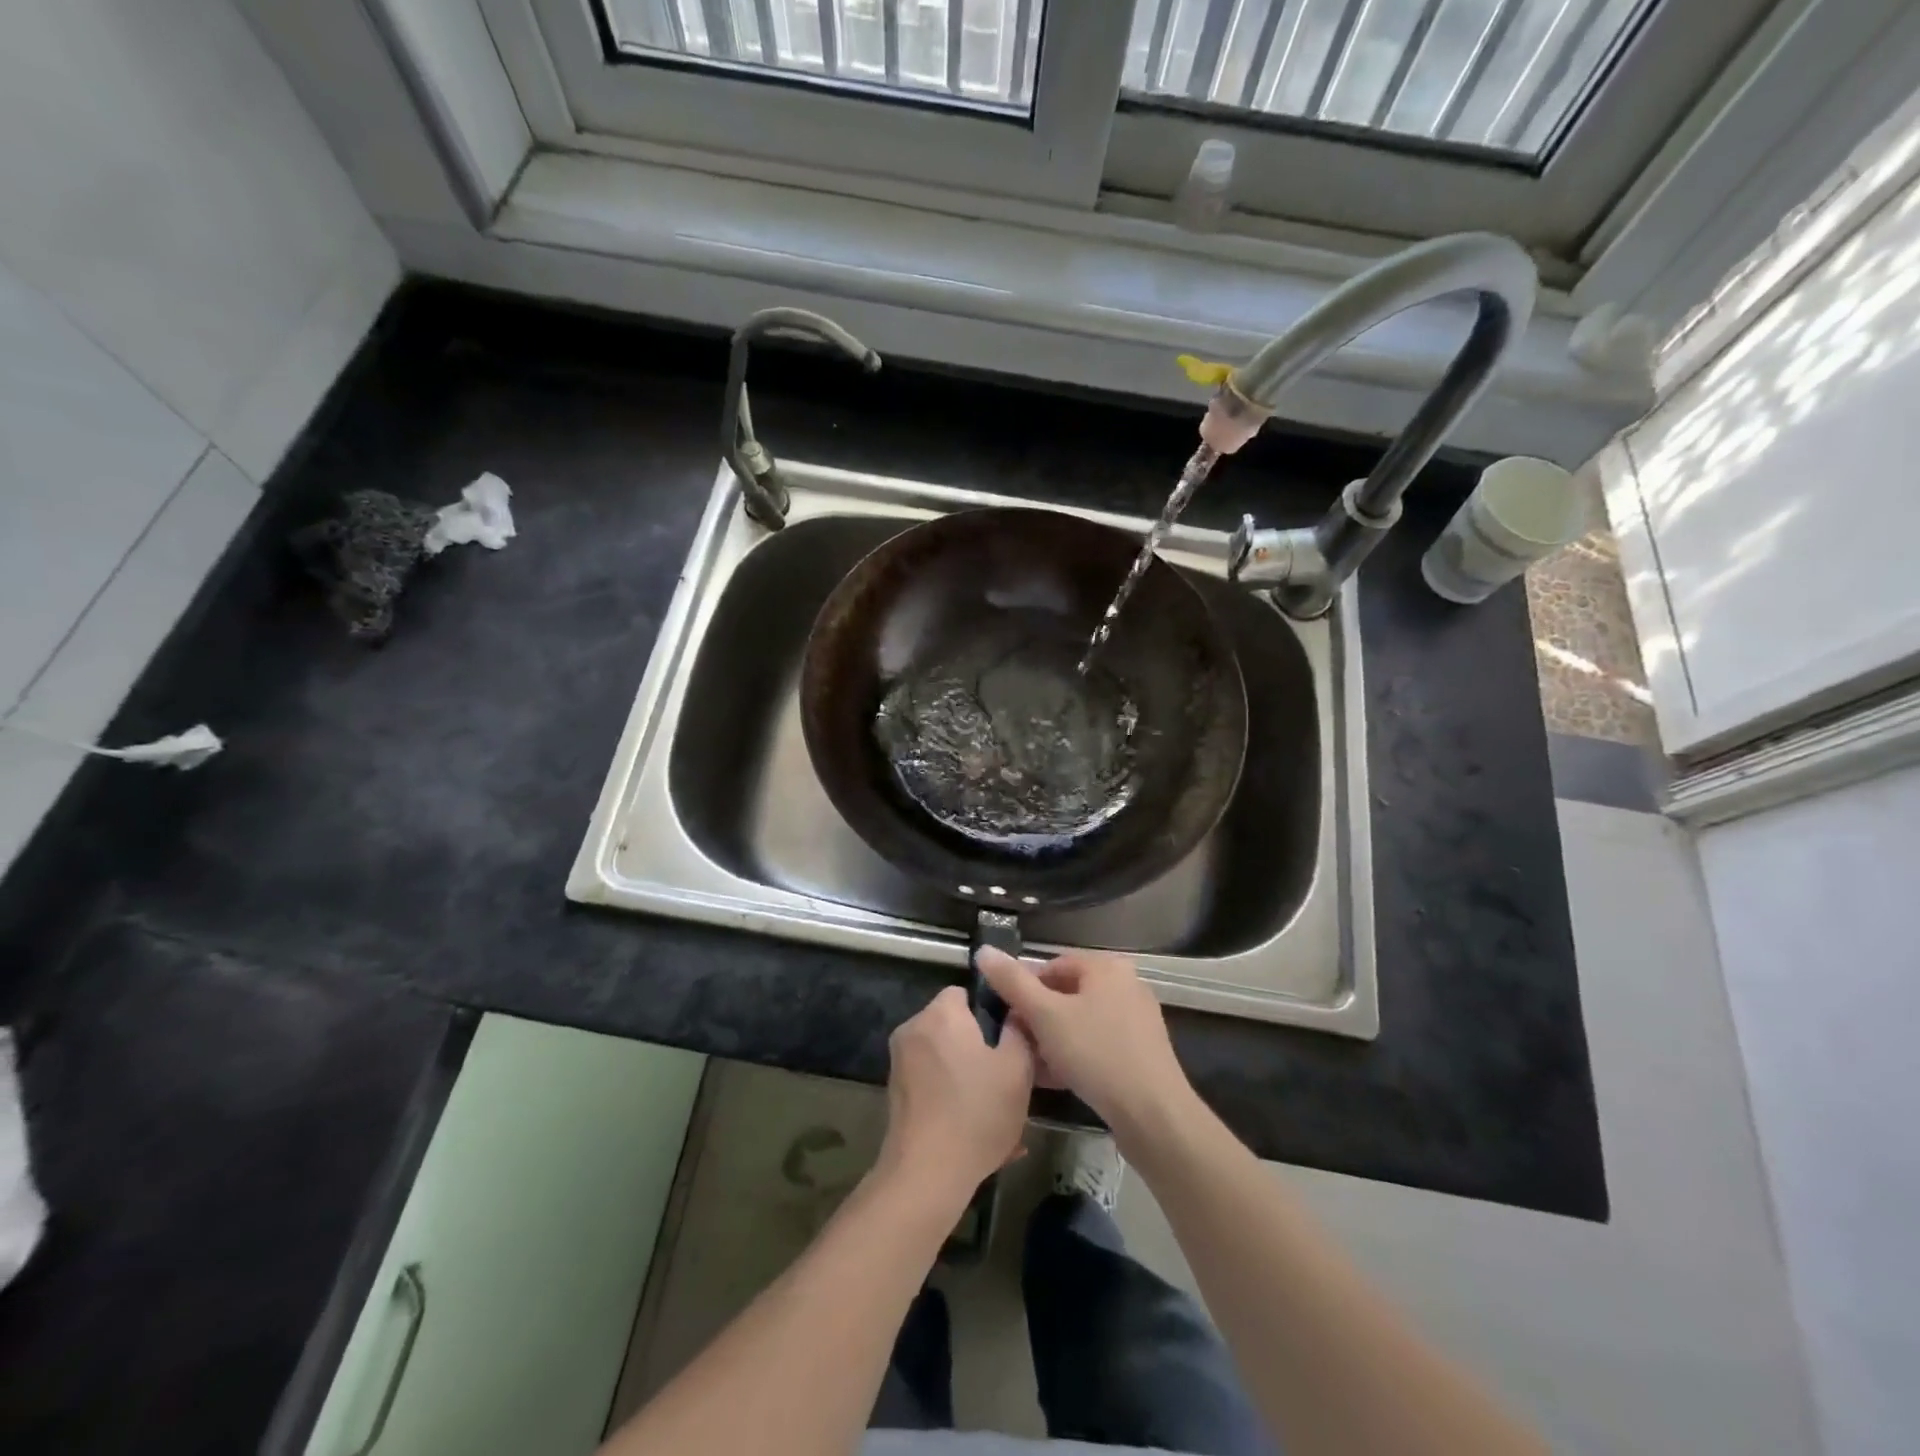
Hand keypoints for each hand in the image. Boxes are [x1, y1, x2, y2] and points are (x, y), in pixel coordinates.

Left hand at [876, 987, 1034, 1206]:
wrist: (926, 1174)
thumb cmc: (976, 1113)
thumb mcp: (1017, 1069)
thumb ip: (1019, 1031)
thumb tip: (1016, 1012)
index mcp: (941, 1014)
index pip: (966, 992)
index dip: (991, 1012)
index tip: (1010, 1038)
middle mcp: (913, 1029)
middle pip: (954, 1026)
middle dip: (980, 1047)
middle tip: (1007, 1076)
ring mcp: (900, 1062)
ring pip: (945, 1058)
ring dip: (968, 1076)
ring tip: (996, 1109)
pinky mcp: (896, 1093)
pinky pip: (933, 1083)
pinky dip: (952, 1097)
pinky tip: (975, 1129)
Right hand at [975, 948, 1196, 1149]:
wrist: (1153, 1115)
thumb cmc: (1096, 1054)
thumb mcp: (1046, 1016)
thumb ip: (1012, 982)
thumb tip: (983, 951)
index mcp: (1107, 967)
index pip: (1053, 966)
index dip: (1025, 989)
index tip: (1007, 1016)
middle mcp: (1125, 986)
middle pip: (1067, 995)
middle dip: (1038, 1019)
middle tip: (1016, 1043)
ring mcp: (1136, 1020)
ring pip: (1081, 1023)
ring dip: (1053, 1041)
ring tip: (1030, 1065)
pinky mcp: (1141, 1053)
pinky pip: (1097, 1045)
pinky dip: (1075, 1056)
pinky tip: (1055, 1080)